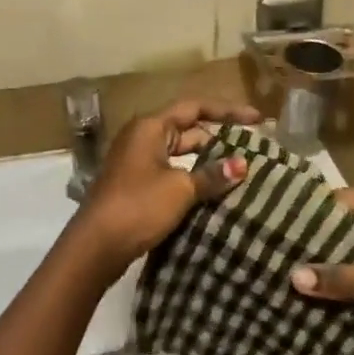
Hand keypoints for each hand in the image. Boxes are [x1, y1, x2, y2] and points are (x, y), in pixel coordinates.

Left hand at [68, 98, 260, 271]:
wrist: (96, 246)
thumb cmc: (138, 206)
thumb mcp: (180, 188)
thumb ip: (212, 174)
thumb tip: (243, 164)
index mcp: (150, 127)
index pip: (195, 107)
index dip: (227, 111)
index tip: (257, 119)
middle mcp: (142, 138)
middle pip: (187, 129)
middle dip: (218, 139)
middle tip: (252, 150)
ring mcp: (137, 162)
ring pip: (180, 154)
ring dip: (206, 161)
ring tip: (239, 172)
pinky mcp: (136, 185)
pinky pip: (171, 172)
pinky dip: (192, 177)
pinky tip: (213, 192)